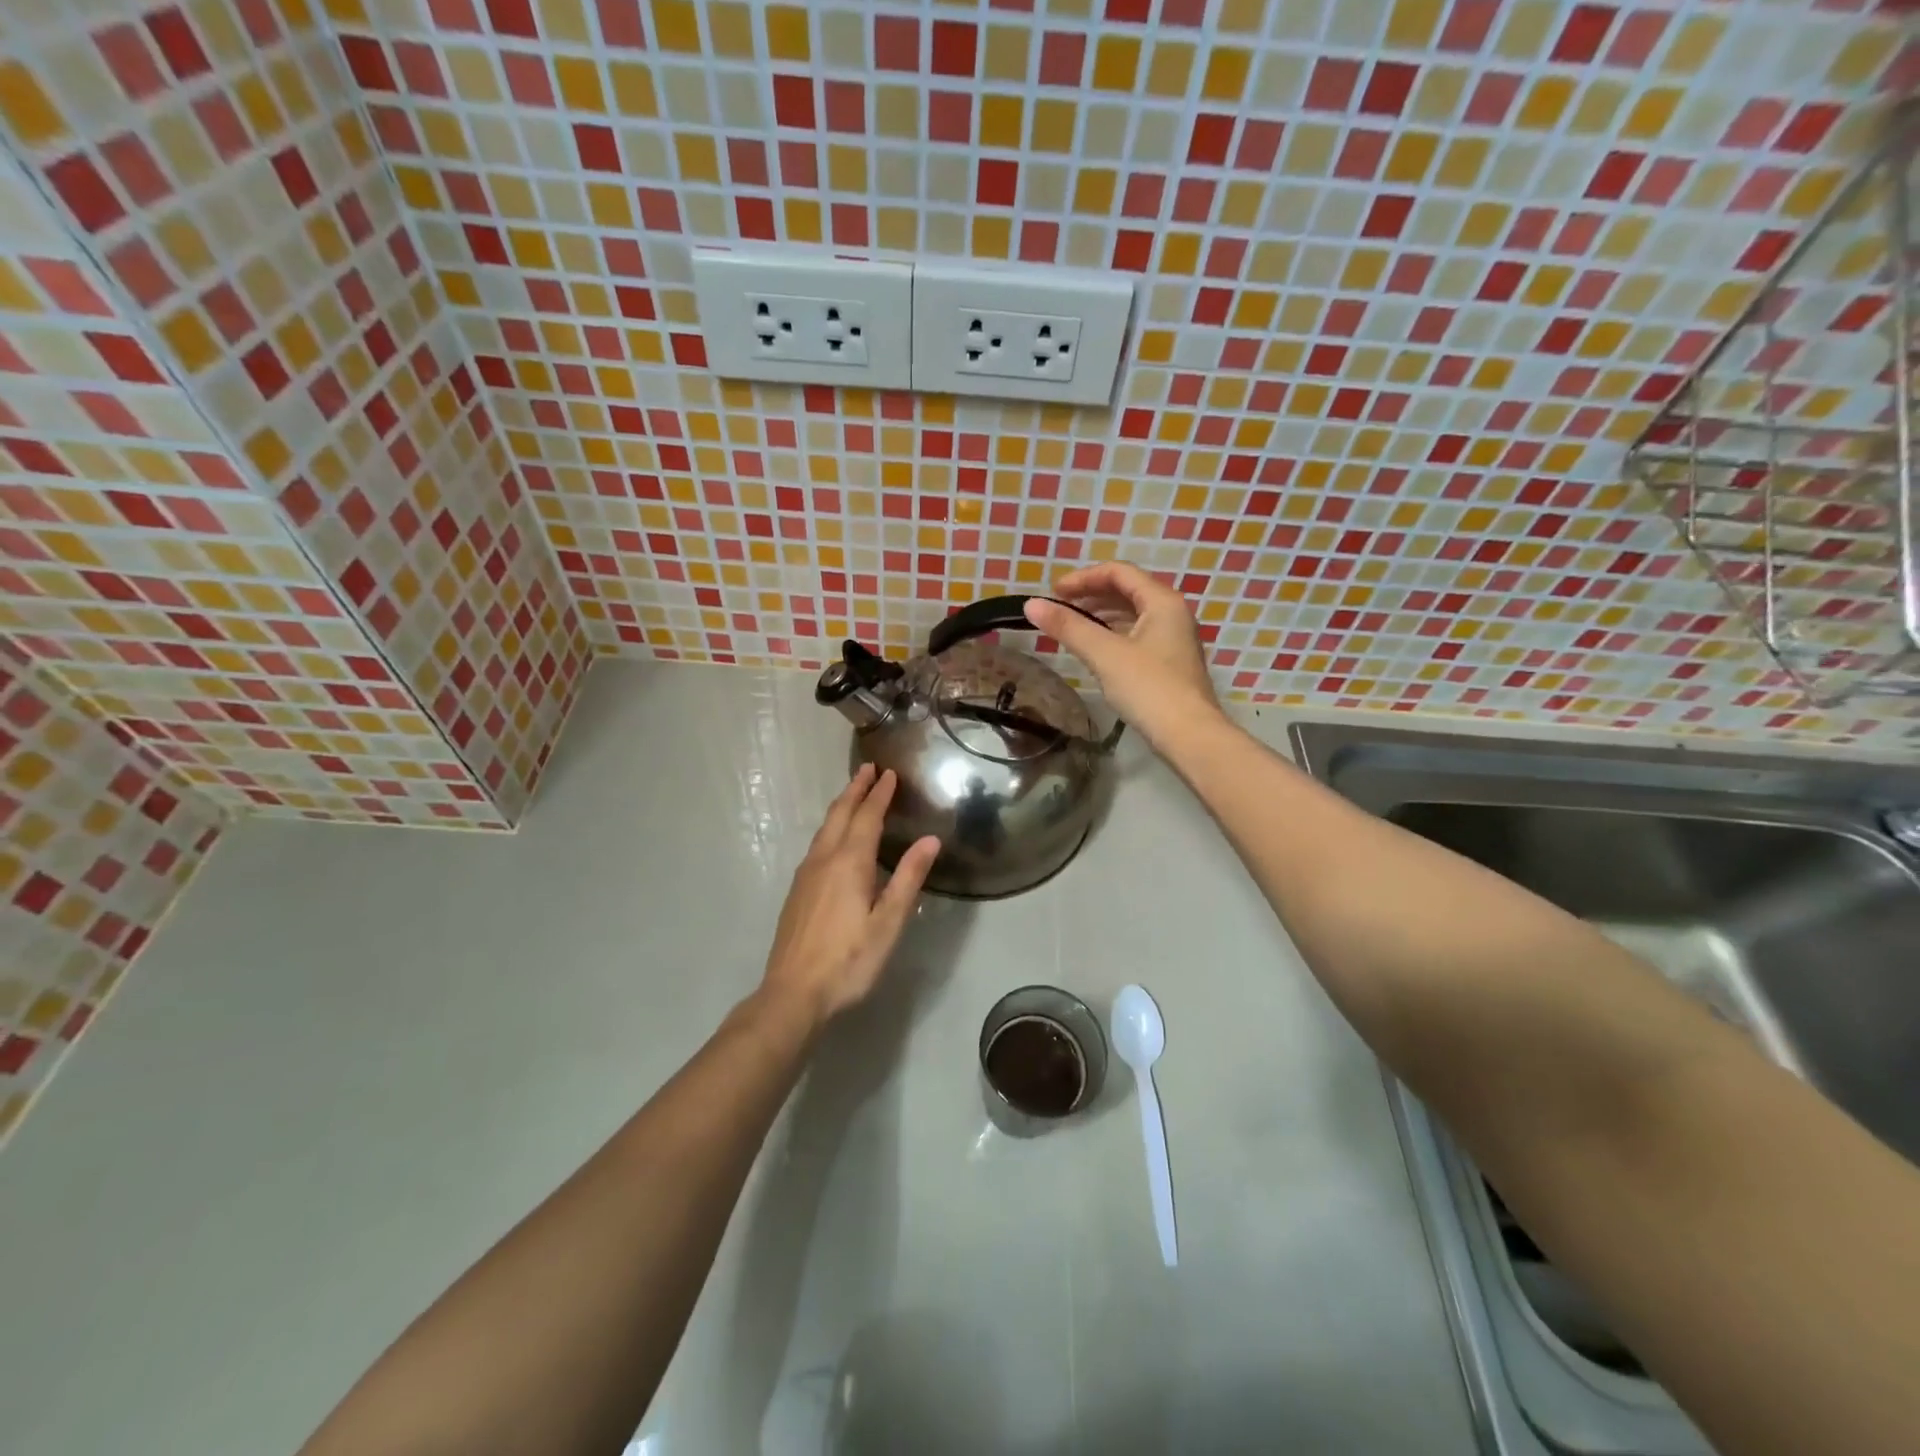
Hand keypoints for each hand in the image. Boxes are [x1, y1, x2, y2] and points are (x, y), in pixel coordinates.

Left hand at [758, 765, 940, 1027]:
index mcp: (849, 863)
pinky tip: (835, 838)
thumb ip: (908, 879)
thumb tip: (930, 840)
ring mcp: (805, 875)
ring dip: (842, 806)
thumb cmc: (849, 961)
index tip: (889, 773)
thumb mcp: (888, 923)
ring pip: (824, 828)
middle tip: (869, 769)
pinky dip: (831, 827)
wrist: (792, 993)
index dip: (879, 794)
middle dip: (855, 789)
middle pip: (840, 814)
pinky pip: (817, 843)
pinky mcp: (797, 891)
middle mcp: (824, 860)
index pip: (867, 817)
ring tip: (854, 794)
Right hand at [1024, 561, 1219, 746]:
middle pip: (1127, 591)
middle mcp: (1173, 613)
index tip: (1053, 592)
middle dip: (1090, 595)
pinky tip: (1094, 650)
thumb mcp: (1104, 654)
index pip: (1119, 572)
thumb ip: (1068, 627)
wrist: (1189, 736)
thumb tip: (1030, 604)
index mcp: (1162, 601)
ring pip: (1132, 614)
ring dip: (1100, 615)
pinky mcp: (1170, 663)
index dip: (1083, 578)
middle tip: (1058, 609)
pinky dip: (1112, 634)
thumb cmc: (1148, 689)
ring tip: (1071, 627)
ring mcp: (1174, 639)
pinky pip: (1137, 635)